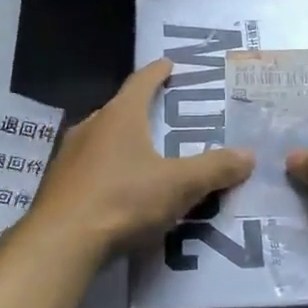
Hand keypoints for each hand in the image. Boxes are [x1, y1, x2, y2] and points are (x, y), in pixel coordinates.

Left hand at [31, 59, 253, 253]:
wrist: (61, 243)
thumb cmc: (123, 200)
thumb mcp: (179, 185)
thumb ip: (214, 169)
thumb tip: (249, 155)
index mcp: (119, 117)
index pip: (141, 82)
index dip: (158, 72)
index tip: (169, 64)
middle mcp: (90, 127)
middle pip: (120, 110)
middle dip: (143, 111)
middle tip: (167, 117)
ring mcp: (69, 156)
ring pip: (103, 141)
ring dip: (124, 144)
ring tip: (147, 156)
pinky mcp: (58, 186)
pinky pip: (91, 169)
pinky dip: (109, 172)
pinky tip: (121, 191)